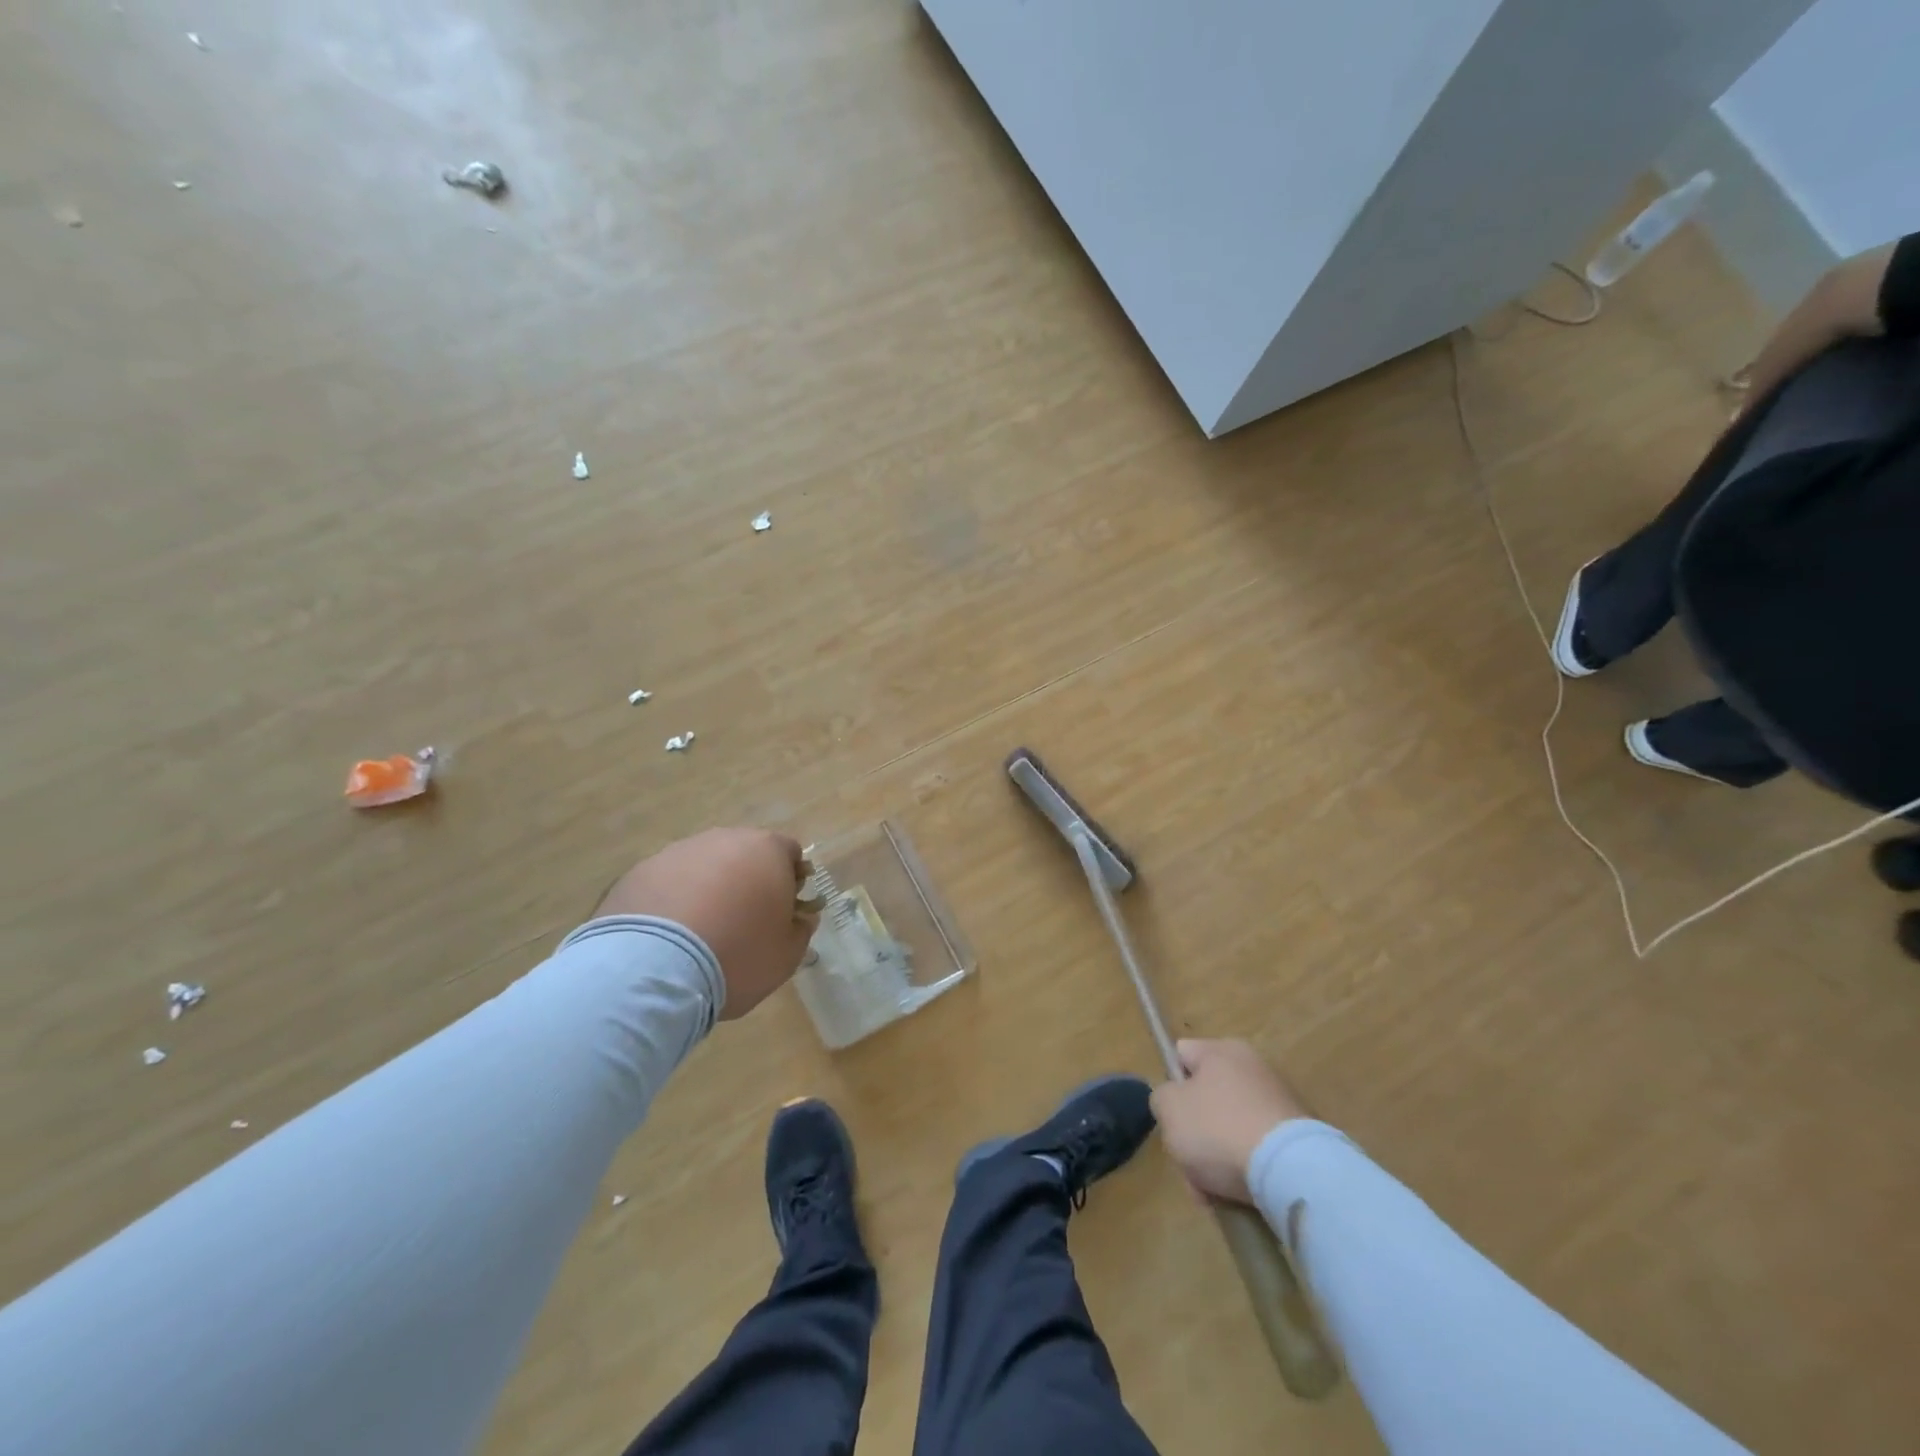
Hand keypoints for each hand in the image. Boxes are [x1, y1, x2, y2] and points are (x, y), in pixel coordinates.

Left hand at [597, 828, 816, 1019]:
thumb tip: (799, 918)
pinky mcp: (638, 872)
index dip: (792, 881)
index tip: (785, 912)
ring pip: (703, 867)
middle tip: (744, 924)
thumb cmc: (738, 956)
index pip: (790, 853)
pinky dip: (672, 904)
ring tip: (699, 936)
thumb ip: (800, 929)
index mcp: (767, 850)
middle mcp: (723, 840)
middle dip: (748, 883)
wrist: (653, 970)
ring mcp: (677, 852)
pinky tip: (667, 940)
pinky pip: (667, 885)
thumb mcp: (787, 954)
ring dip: (708, 891)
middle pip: (744, 855)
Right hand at [1151, 1040, 1309, 1204]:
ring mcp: (1280, 1102)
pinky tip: (1240, 1194)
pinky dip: (1247, 1169)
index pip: (1182, 1056)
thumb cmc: (1218, 1129)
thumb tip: (1175, 1102)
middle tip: (1189, 1165)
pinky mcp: (1300, 1137)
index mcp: (1221, 1050)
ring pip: (1231, 1129)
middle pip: (1207, 1099)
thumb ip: (1162, 1097)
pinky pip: (1259, 1149)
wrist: (1291, 1171)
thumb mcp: (1168, 1109)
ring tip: (1213, 1192)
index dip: (1170, 1085)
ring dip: (1218, 1157)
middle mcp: (1253, 1067)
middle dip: (1195, 1133)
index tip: (1171, 1117)